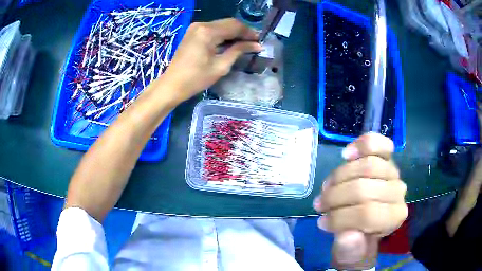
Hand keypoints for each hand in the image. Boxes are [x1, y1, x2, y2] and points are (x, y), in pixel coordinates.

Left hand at [162, 18, 261, 102]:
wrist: (172, 85)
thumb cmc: (196, 79)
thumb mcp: (221, 66)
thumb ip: (238, 51)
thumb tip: (256, 45)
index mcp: (208, 31)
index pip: (234, 26)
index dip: (249, 32)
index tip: (259, 41)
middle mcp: (201, 25)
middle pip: (228, 23)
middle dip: (242, 31)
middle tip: (254, 42)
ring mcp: (195, 27)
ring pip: (221, 25)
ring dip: (233, 32)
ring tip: (244, 43)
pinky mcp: (192, 32)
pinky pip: (213, 29)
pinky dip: (223, 34)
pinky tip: (230, 42)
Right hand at [313, 133, 407, 269]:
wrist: (367, 223)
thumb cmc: (358, 240)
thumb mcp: (350, 254)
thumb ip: (350, 249)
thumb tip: (347, 235)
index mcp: (393, 218)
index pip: (367, 214)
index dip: (340, 218)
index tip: (322, 223)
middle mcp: (398, 193)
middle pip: (364, 188)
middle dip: (335, 197)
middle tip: (319, 205)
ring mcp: (393, 172)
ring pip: (366, 165)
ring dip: (339, 176)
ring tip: (327, 187)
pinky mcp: (386, 157)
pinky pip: (378, 144)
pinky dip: (361, 145)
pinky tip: (347, 154)